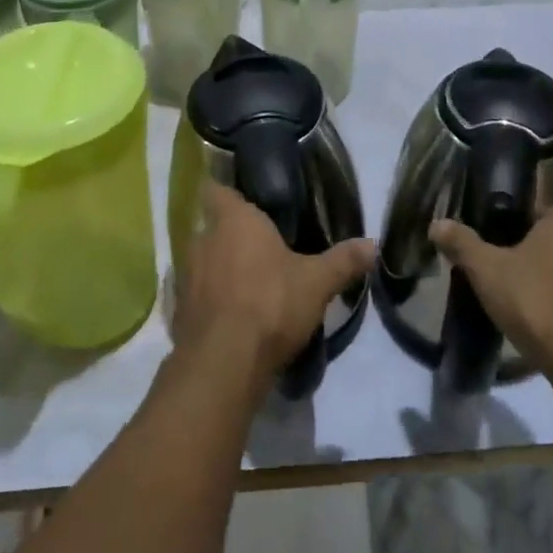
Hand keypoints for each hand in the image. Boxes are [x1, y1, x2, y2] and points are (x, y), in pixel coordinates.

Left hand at [175, 184, 373, 393]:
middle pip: (213, 226)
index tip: (247, 203)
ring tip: (248, 284)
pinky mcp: (178, 308)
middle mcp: (203, 238)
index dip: (229, 194)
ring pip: (203, 260)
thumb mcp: (316, 282)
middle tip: (260, 249)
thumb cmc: (270, 304)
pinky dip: (210, 300)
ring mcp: (186, 274)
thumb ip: (343, 261)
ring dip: (220, 269)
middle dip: (232, 236)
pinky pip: (196, 294)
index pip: (217, 189)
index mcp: (233, 219)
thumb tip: (374, 244)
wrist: (222, 363)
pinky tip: (231, 316)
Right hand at [431, 208, 552, 366]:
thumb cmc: (535, 302)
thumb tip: (437, 223)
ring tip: (523, 307)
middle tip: (502, 276)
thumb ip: (462, 243)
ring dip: (552, 287)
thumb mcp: (486, 270)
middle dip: (531, 257)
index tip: (493, 244)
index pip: (535, 212)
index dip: (511, 225)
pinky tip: (547, 332)